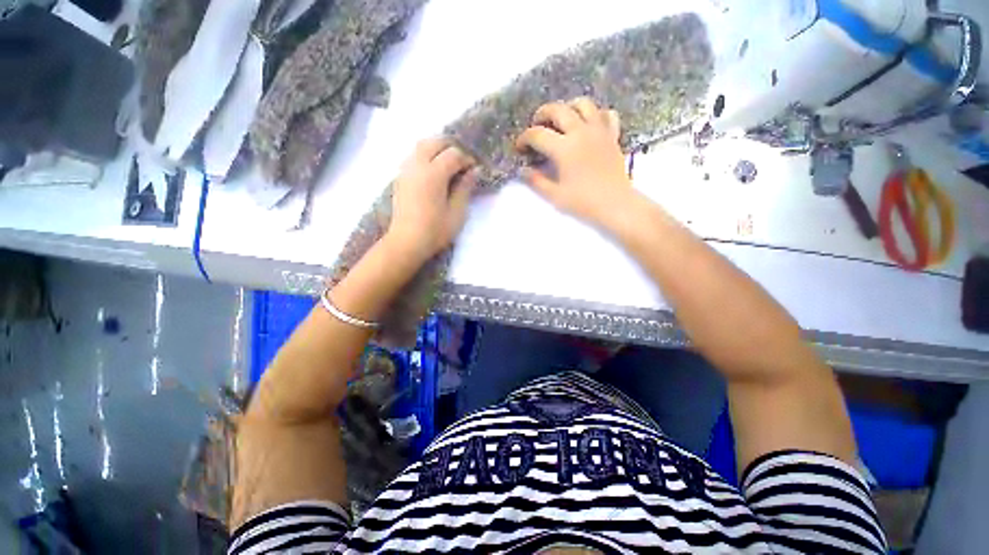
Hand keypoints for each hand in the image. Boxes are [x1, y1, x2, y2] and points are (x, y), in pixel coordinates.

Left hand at [385, 138, 477, 262]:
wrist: (406, 242)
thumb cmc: (435, 230)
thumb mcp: (457, 212)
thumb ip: (465, 188)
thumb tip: (474, 171)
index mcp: (433, 174)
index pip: (453, 154)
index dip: (467, 159)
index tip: (475, 169)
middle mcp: (417, 166)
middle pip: (434, 143)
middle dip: (451, 147)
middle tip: (463, 161)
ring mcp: (405, 170)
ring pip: (421, 146)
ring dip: (437, 149)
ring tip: (449, 164)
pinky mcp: (400, 178)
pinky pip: (413, 157)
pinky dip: (426, 156)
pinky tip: (433, 172)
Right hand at [515, 98, 638, 229]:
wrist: (615, 205)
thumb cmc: (583, 202)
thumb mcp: (554, 195)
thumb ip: (536, 181)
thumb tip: (523, 170)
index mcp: (564, 148)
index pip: (538, 135)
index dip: (524, 138)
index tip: (520, 147)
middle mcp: (581, 132)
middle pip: (558, 110)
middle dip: (542, 114)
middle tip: (536, 125)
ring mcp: (599, 131)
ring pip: (583, 104)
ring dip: (568, 107)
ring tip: (562, 119)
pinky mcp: (613, 136)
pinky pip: (606, 114)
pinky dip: (596, 114)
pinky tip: (589, 125)